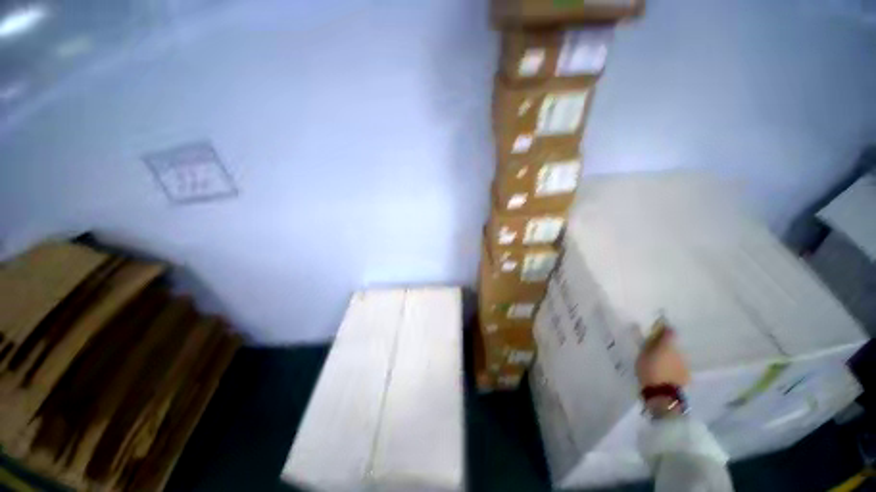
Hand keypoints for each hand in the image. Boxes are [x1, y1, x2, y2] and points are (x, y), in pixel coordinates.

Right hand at [635, 326, 689, 388]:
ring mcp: (685, 364)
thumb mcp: (642, 354)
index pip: (670, 331)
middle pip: (674, 345)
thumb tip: (645, 330)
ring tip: (660, 363)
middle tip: (655, 350)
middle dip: (667, 346)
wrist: (662, 394)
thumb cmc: (649, 369)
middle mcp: (680, 351)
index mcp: (668, 344)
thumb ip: (647, 343)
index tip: (658, 330)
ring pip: (677, 356)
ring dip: (670, 357)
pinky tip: (666, 373)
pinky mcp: (687, 376)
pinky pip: (679, 367)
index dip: (664, 329)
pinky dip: (674, 368)